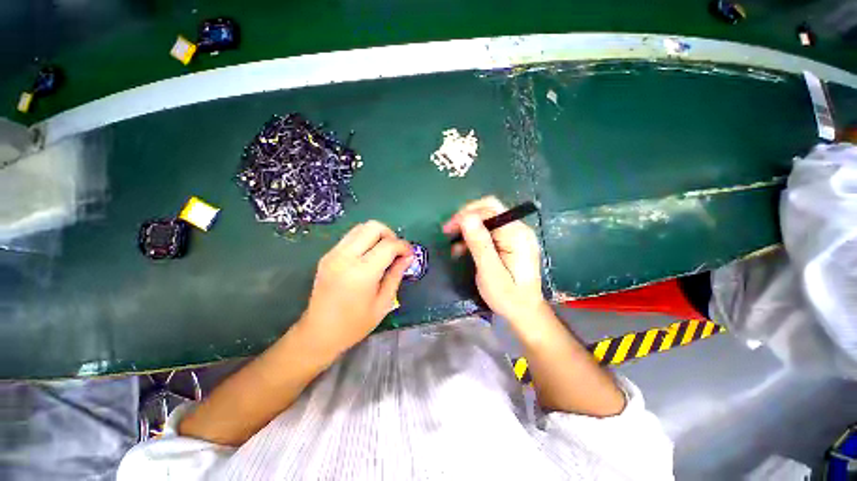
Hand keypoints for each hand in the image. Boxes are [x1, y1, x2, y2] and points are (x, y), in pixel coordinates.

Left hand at [299, 221, 411, 356]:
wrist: (318, 333)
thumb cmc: (355, 324)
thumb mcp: (383, 303)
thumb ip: (396, 275)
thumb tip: (408, 256)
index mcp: (362, 272)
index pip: (388, 245)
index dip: (403, 246)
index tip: (409, 255)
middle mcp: (345, 257)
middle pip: (373, 227)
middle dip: (390, 234)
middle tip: (395, 251)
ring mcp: (333, 254)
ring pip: (360, 227)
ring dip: (377, 235)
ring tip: (383, 252)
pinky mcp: (327, 255)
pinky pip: (350, 237)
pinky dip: (364, 240)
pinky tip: (368, 256)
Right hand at [443, 196, 545, 321]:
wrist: (525, 312)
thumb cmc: (507, 296)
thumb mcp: (490, 272)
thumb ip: (479, 244)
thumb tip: (466, 217)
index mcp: (517, 234)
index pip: (489, 209)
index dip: (466, 214)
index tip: (448, 229)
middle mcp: (519, 229)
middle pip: (489, 210)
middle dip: (466, 218)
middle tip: (448, 232)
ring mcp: (516, 235)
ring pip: (487, 219)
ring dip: (469, 228)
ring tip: (455, 246)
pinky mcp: (511, 242)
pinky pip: (490, 230)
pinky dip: (475, 236)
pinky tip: (465, 249)